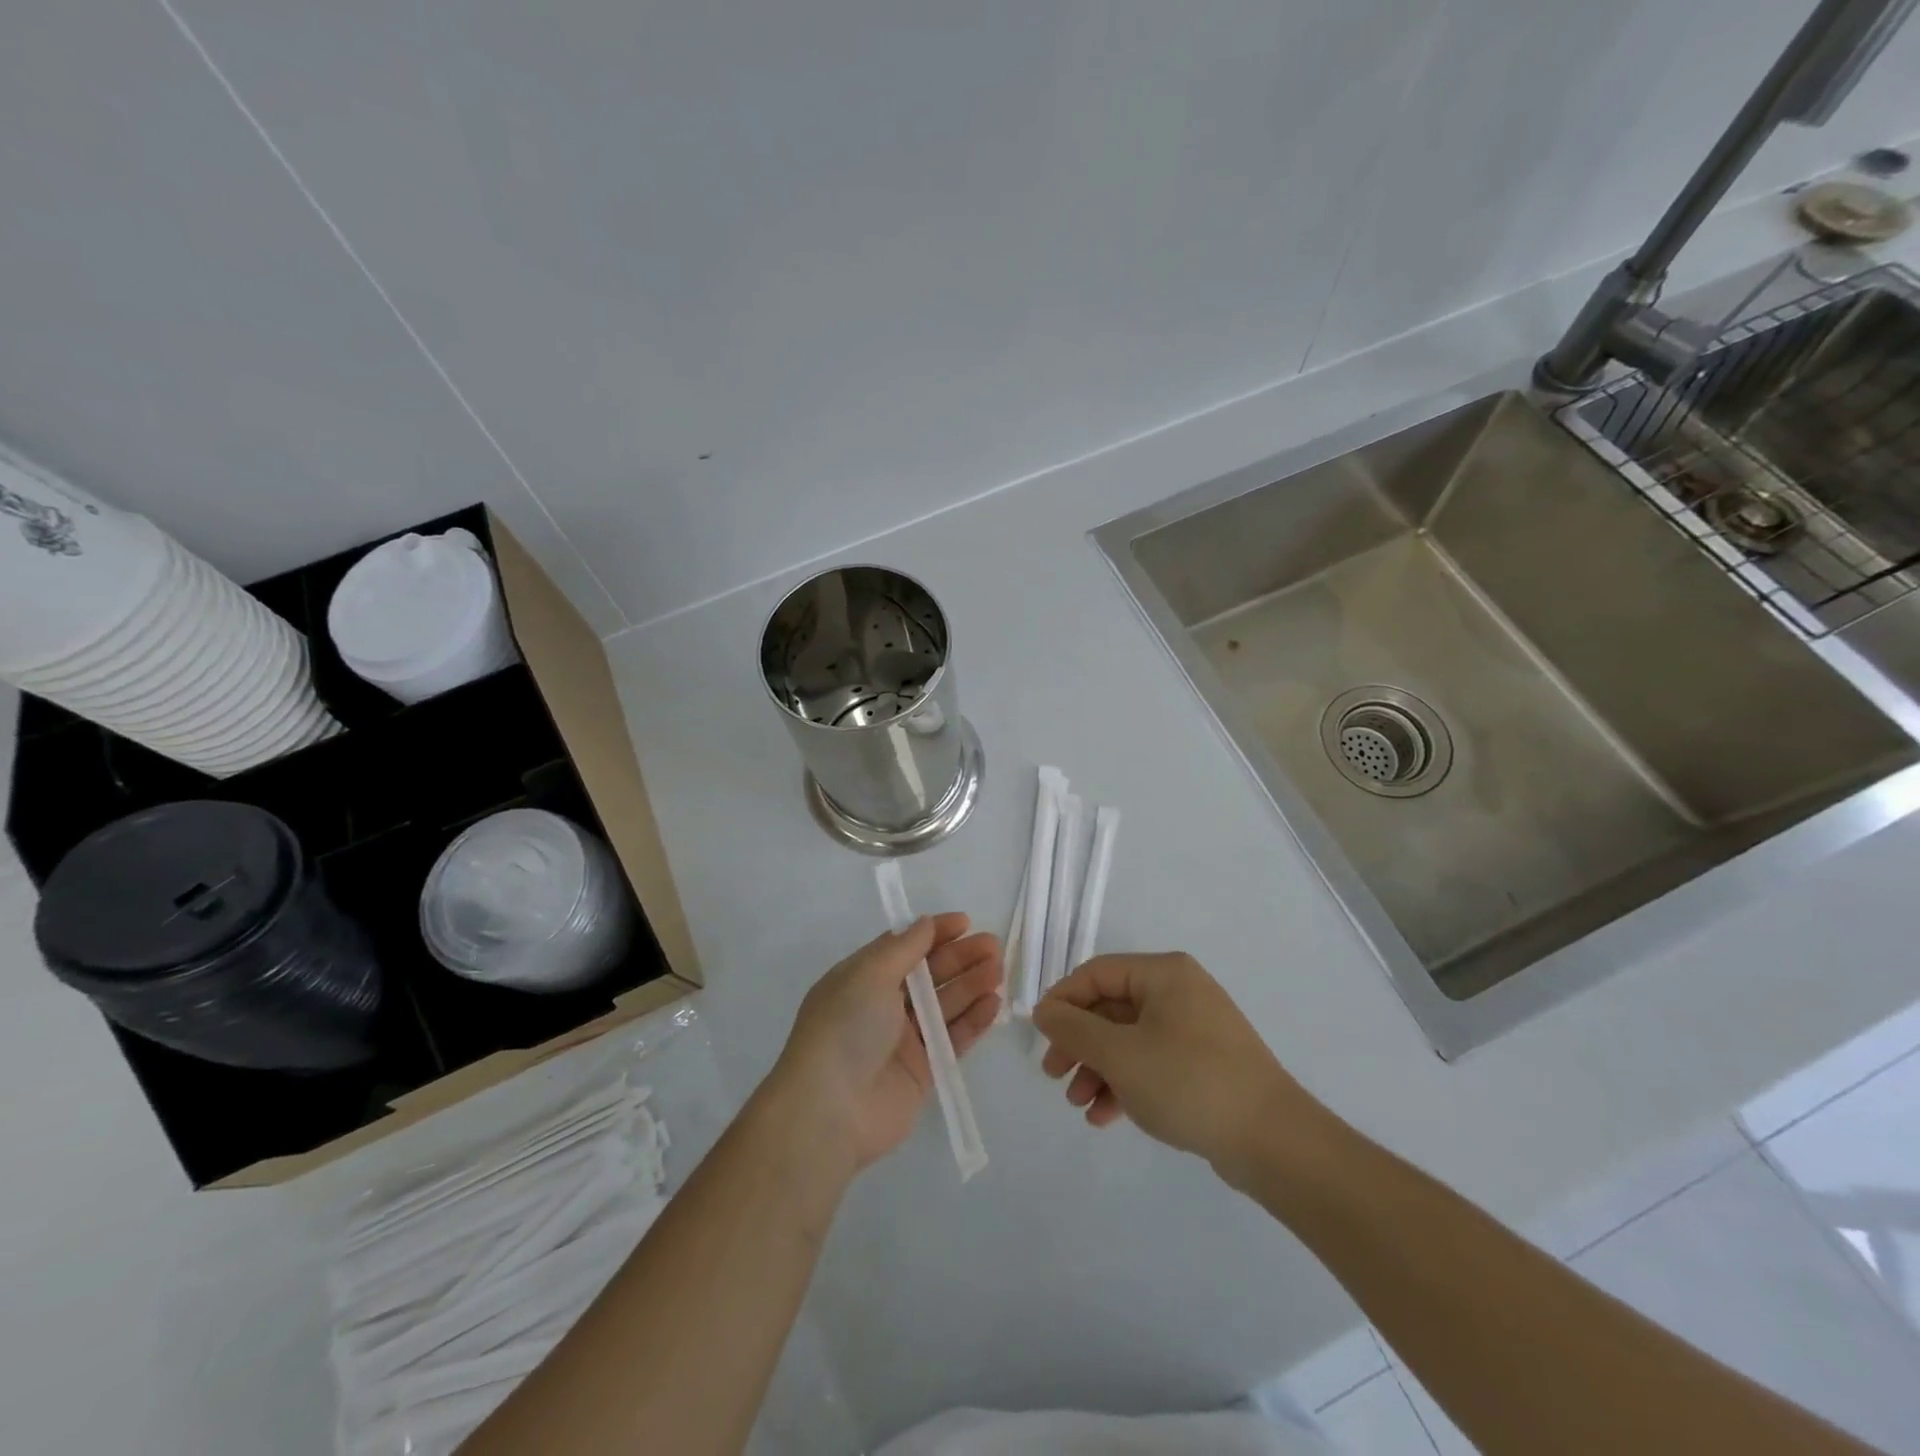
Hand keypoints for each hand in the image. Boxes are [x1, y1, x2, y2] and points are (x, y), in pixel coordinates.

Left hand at [772, 914, 1001, 1172]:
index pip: (904, 947)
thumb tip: (926, 923)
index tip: (965, 922)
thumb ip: (904, 948)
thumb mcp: (869, 975)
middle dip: (960, 957)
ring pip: (945, 1005)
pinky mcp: (923, 1071)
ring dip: (971, 985)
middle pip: (929, 974)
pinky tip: (994, 1004)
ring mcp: (903, 1039)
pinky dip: (973, 1021)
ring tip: (998, 970)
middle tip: (994, 946)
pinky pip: (953, 1039)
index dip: (934, 933)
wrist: (831, 1109)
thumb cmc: (846, 1027)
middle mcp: (883, 1005)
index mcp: (862, 978)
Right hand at [1032, 952, 1325, 1179]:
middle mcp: (1179, 992)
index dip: (1063, 1001)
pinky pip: (1151, 1063)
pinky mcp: (1202, 1064)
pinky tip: (1105, 1117)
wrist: (1273, 1142)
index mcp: (1163, 974)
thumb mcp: (1120, 1054)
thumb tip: (1044, 1010)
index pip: (1096, 973)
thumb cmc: (1189, 1082)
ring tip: (1078, 1104)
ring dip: (1098, 1068)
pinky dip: (1125, 1084)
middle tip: (1053, 1075)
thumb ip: (1074, 1029)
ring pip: (1128, 1039)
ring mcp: (1194, 1029)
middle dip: (1079, 1043)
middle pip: (1111, 1008)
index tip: (1039, 1036)